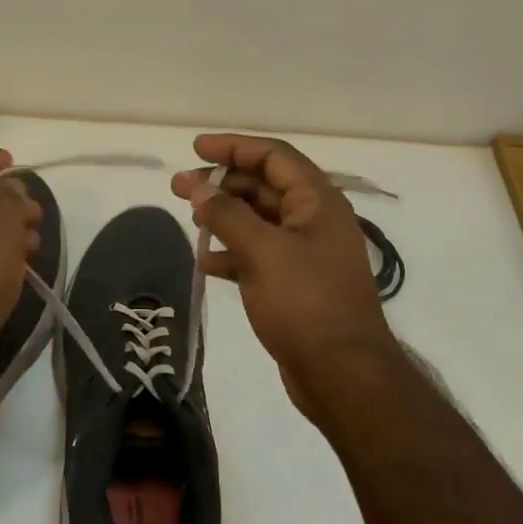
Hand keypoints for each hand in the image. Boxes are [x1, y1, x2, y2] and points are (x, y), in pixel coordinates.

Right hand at [172, 134, 396, 420]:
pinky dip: (232, 253)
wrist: (343, 376)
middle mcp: (314, 220)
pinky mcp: (295, 285)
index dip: (234, 147)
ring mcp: (306, 254)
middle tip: (179, 186)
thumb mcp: (262, 251)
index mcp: (318, 201)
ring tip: (189, 219)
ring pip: (259, 221)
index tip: (196, 148)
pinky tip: (205, 263)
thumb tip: (199, 188)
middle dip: (222, 183)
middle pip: (263, 186)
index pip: (273, 156)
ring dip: (224, 216)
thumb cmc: (305, 302)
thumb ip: (227, 214)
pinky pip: (258, 255)